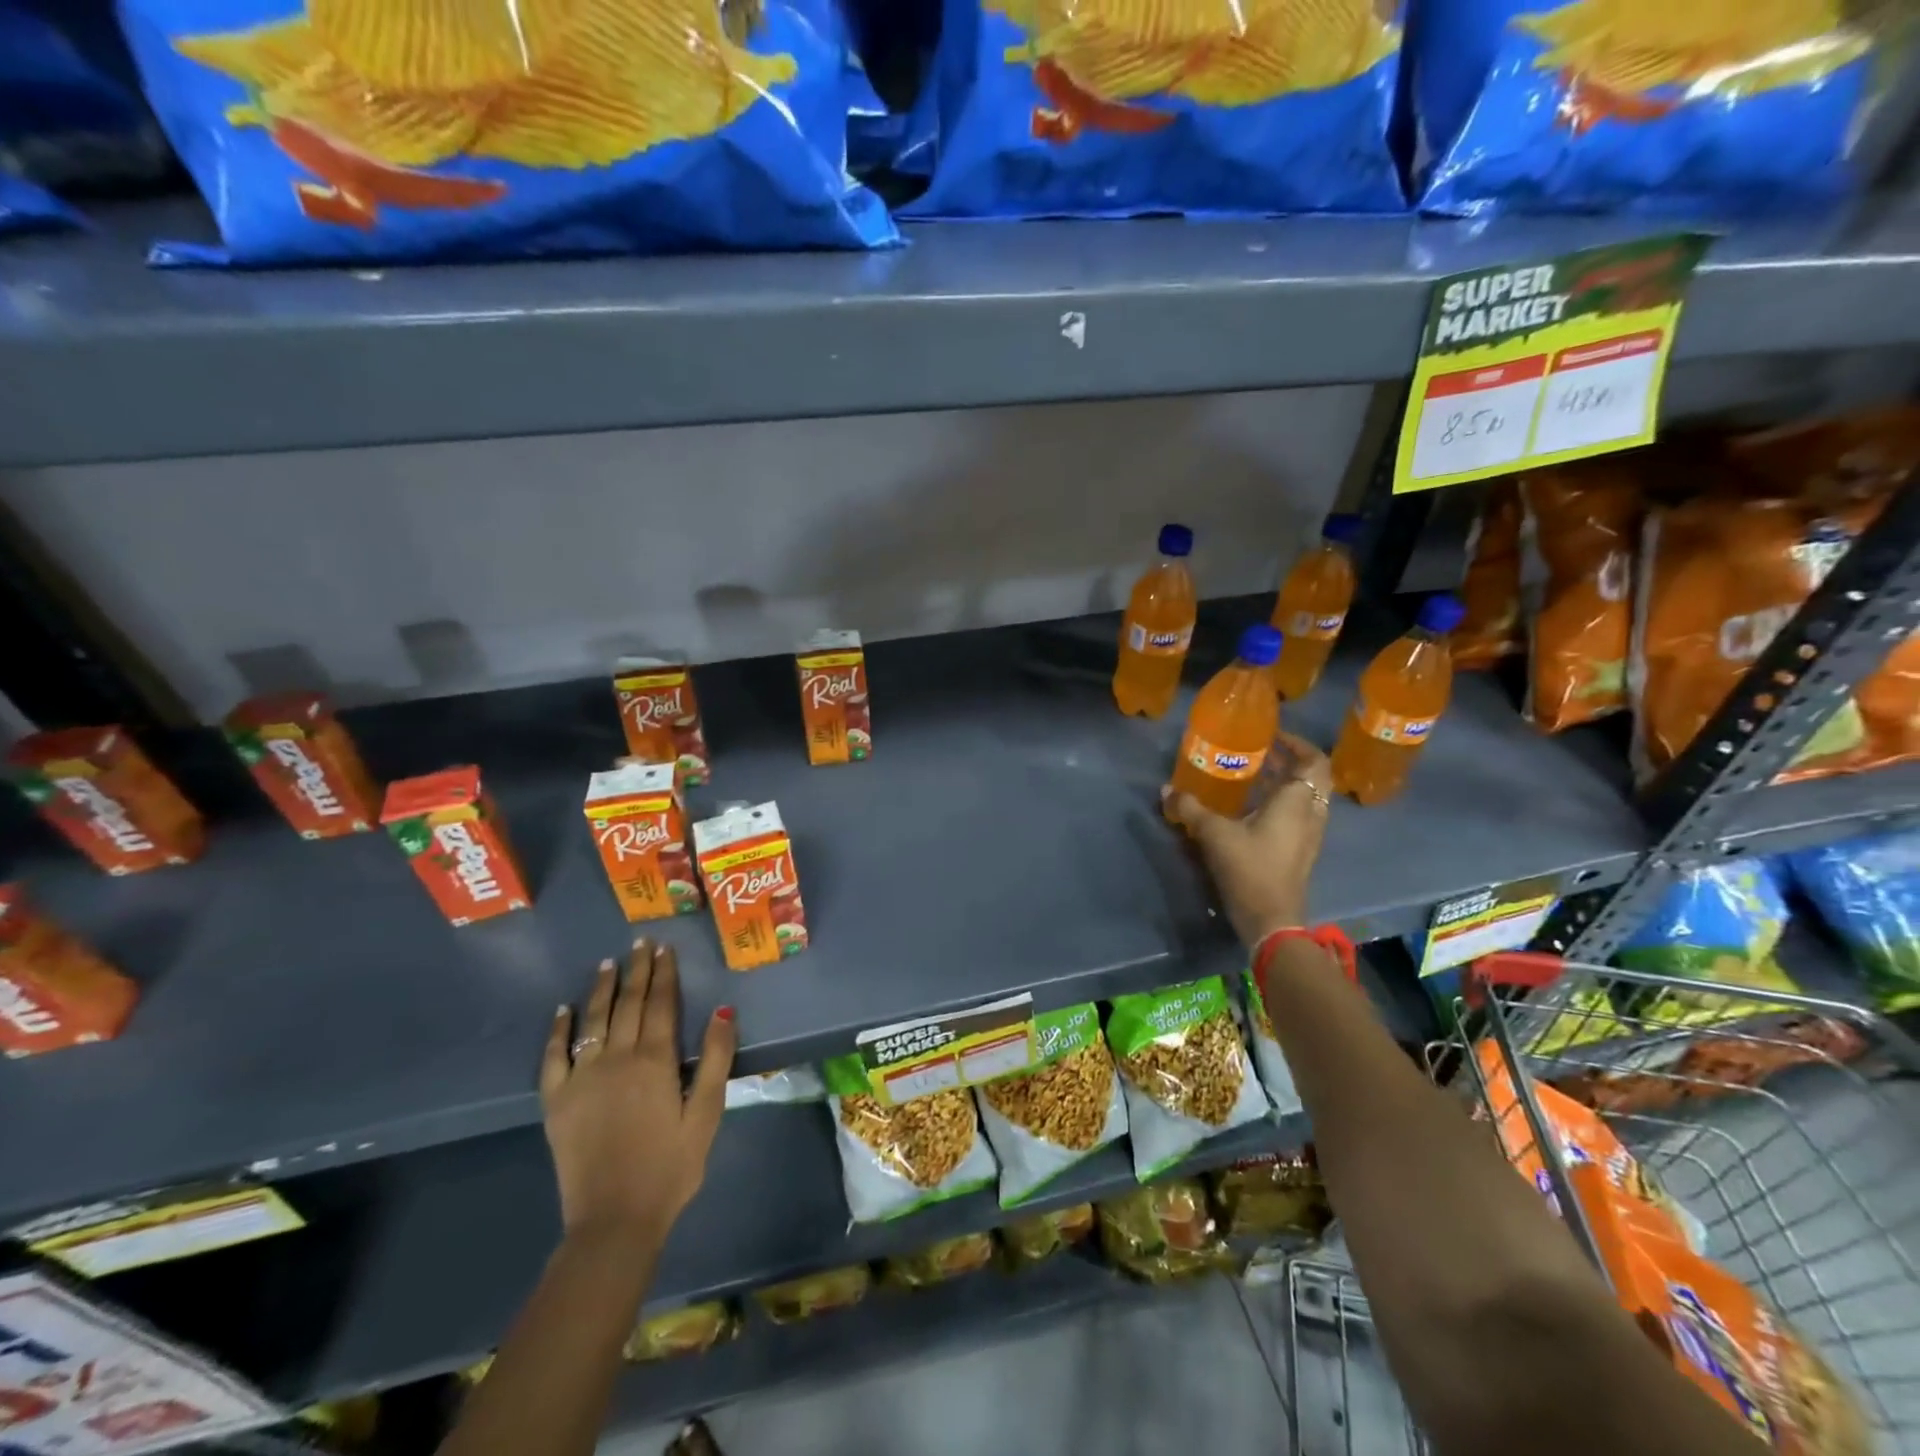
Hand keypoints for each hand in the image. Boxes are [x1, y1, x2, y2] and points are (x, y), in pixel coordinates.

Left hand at [540, 940, 736, 1243]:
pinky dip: (558, 1030)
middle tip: (641, 943)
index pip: (660, 1004)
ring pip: (593, 1020)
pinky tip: (564, 1010)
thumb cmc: (670, 1167)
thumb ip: (714, 1059)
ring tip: (608, 963)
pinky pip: (553, 1056)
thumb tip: (723, 1009)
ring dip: (602, 988)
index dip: (664, 974)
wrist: (614, 1221)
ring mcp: (581, 1078)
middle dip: (637, 970)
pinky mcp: (557, 1101)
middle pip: (628, 1003)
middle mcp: (616, 1058)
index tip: (665, 949)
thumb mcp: (706, 1114)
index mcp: (655, 1060)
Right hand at [1163, 729, 1331, 945]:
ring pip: (1307, 798)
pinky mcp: (1301, 852)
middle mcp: (1311, 814)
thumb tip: (1167, 790)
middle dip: (1290, 761)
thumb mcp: (1214, 834)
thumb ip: (1191, 808)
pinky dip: (1283, 803)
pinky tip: (1253, 808)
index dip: (1297, 744)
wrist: (1271, 920)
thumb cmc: (1249, 868)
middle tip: (1261, 752)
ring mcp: (1309, 835)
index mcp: (1297, 801)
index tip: (1272, 736)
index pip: (1314, 761)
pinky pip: (1299, 816)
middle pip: (1313, 777)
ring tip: (1256, 775)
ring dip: (1287, 783)